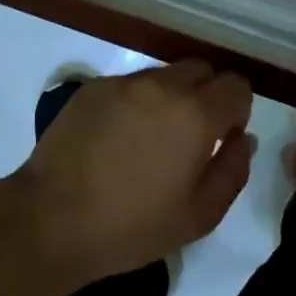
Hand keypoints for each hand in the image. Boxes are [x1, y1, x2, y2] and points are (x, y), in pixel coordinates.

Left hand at [16, 62, 255, 285]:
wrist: (53, 219)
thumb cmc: (132, 226)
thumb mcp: (199, 215)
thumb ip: (232, 170)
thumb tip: (242, 139)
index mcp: (195, 114)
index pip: (235, 85)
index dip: (237, 109)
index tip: (223, 137)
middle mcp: (162, 85)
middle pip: (201, 70)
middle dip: (207, 95)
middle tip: (191, 136)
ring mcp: (123, 83)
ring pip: (164, 75)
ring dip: (170, 97)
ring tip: (151, 139)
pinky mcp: (92, 88)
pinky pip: (129, 85)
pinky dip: (136, 102)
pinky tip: (118, 138)